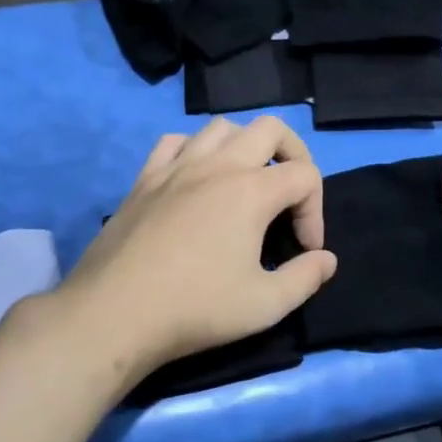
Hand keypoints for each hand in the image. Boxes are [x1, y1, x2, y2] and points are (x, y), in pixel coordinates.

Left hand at [57, 116, 335, 380]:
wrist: (114, 314)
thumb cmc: (196, 308)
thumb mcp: (265, 305)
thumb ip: (305, 278)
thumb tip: (326, 259)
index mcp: (252, 191)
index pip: (305, 175)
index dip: (316, 211)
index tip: (305, 250)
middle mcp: (217, 165)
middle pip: (270, 128)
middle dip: (293, 155)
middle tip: (290, 196)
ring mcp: (176, 167)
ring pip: (221, 127)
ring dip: (244, 146)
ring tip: (246, 183)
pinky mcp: (144, 179)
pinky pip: (175, 142)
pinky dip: (194, 149)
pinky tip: (195, 178)